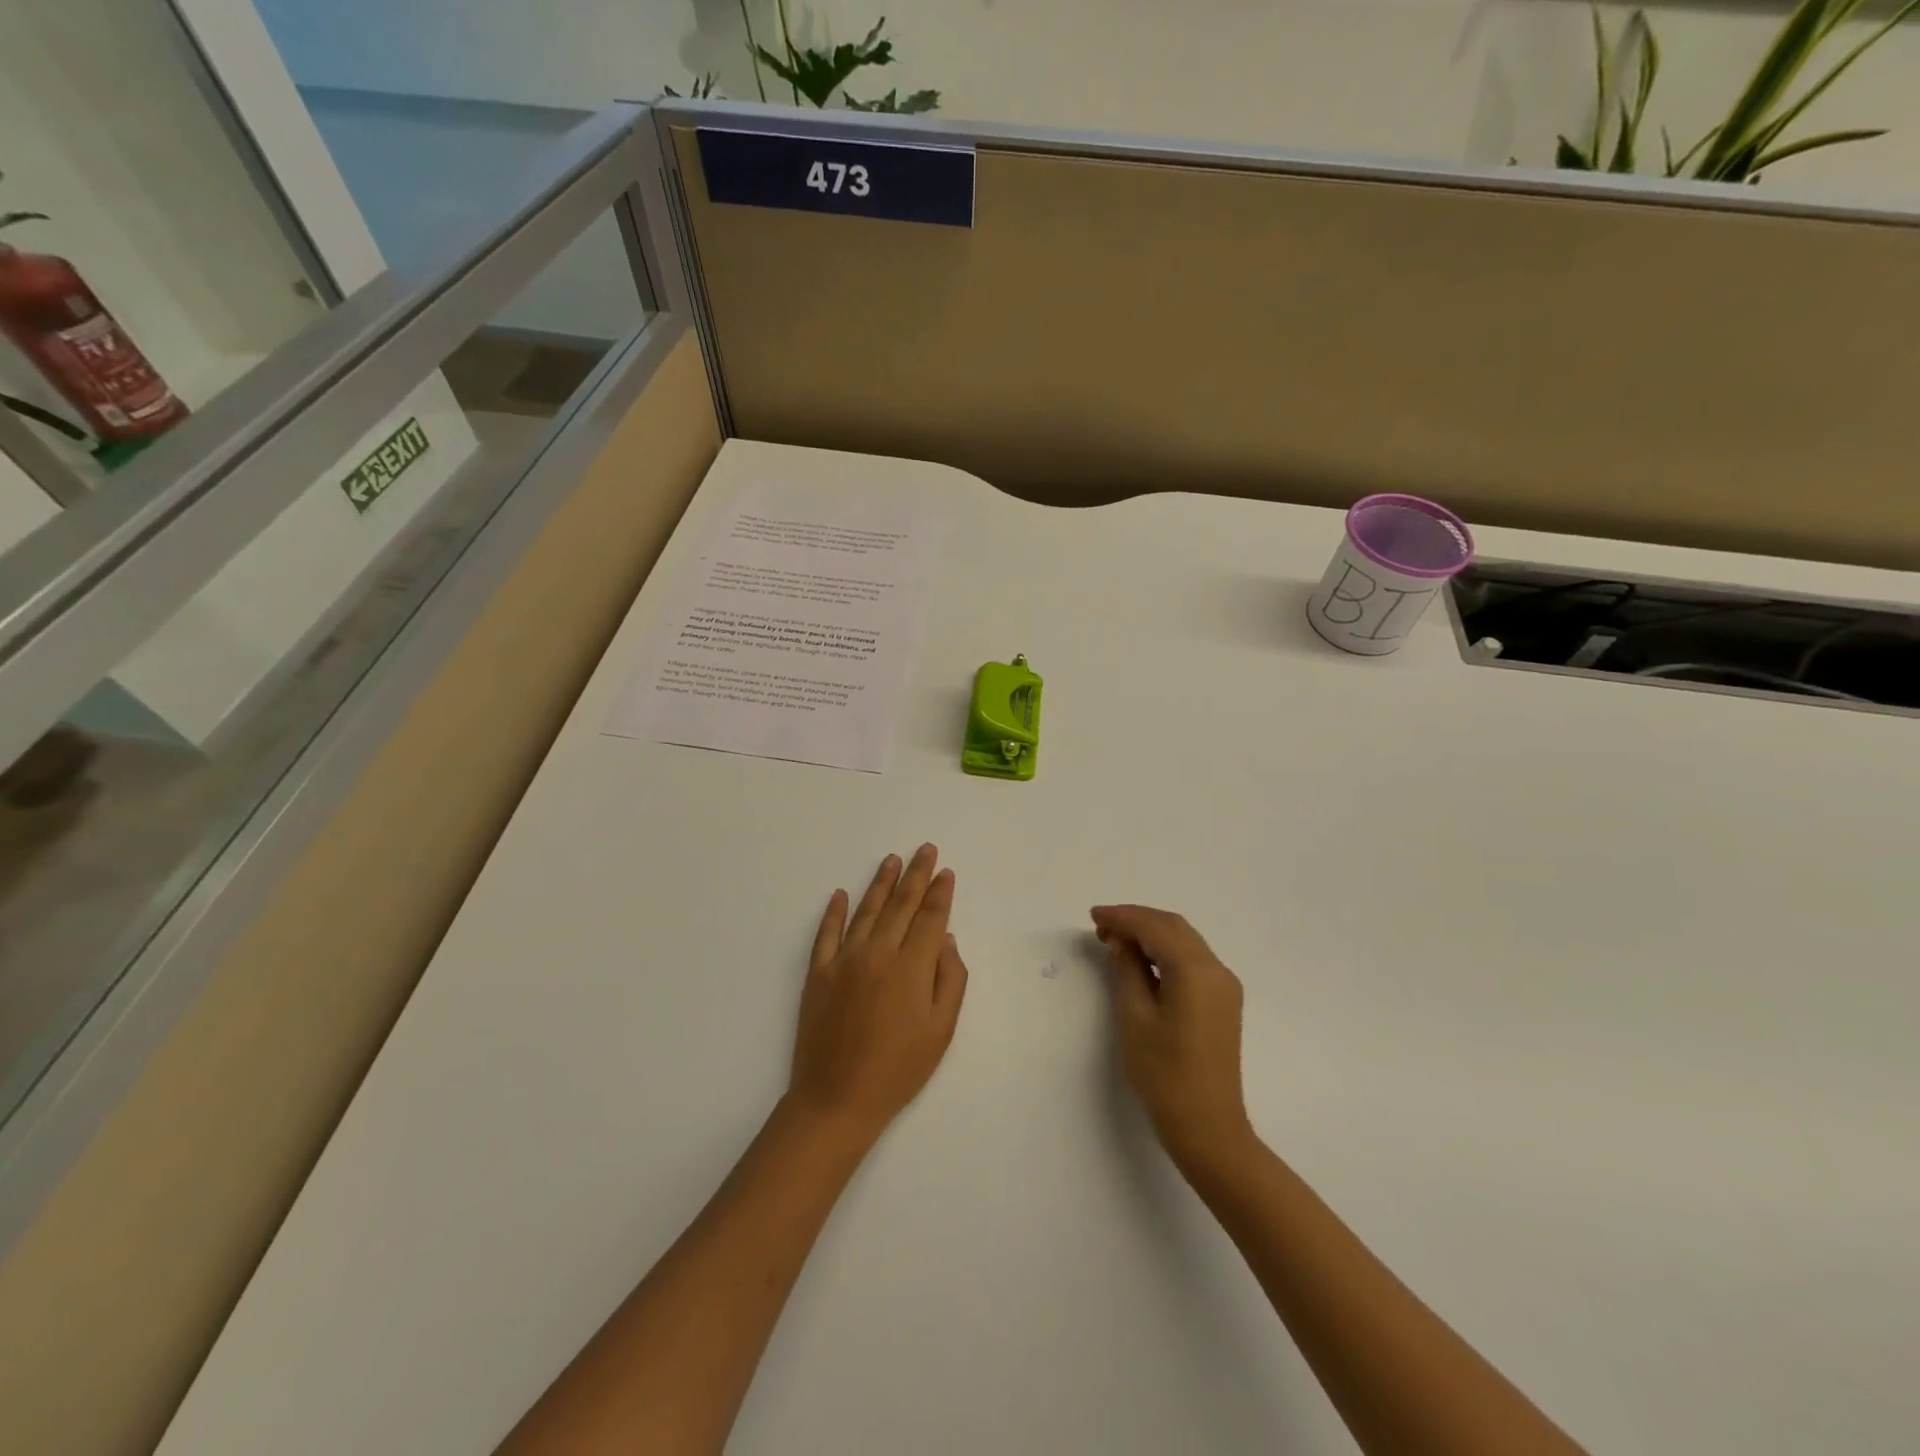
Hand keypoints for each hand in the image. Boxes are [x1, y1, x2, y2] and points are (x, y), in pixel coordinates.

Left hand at [788, 845, 968, 1145]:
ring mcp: (843, 960)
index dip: (939, 893)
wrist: (837, 1098)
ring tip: (891, 859)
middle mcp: (877, 953)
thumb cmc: (898, 1069)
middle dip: (915, 875)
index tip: (946, 872)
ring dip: (880, 883)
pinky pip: (826, 933)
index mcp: (911, 967)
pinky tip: (839, 894)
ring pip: (866, 911)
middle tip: (925, 850)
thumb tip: (944, 937)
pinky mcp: (818, 973)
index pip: (929, 917)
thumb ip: (949, 979)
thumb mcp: (941, 1030)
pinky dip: (833, 912)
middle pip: (900, 905)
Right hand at [1092, 905, 1253, 1171]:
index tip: (1093, 916)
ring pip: (1184, 942)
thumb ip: (1127, 970)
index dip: (1123, 917)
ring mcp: (1224, 987)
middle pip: (1174, 928)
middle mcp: (1217, 970)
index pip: (1155, 928)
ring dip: (1151, 935)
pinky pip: (1192, 961)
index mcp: (1196, 971)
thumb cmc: (1165, 1074)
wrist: (1208, 1128)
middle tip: (1101, 927)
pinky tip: (1142, 962)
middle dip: (1137, 921)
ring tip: (1115, 942)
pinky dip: (1165, 952)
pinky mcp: (1223, 1003)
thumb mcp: (1134, 1017)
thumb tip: (1120, 941)